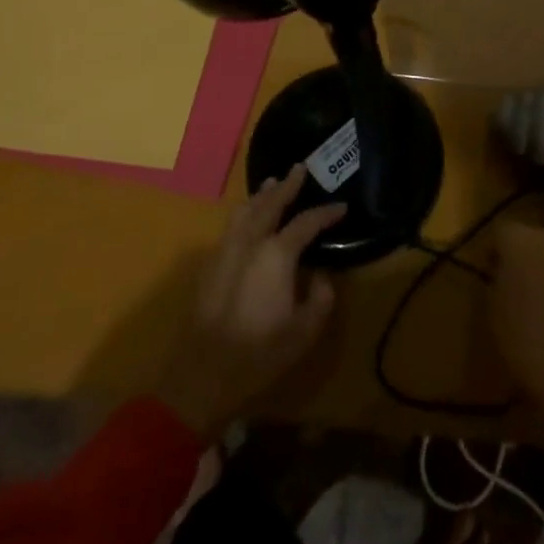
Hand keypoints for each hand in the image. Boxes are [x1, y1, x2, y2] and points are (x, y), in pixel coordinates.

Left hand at [156, 165, 345, 440]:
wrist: (201, 375)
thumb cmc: (259, 354)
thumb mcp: (303, 332)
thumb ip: (320, 299)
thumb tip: (321, 277)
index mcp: (277, 254)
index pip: (306, 223)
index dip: (326, 213)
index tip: (341, 206)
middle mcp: (251, 242)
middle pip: (271, 204)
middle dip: (288, 185)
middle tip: (300, 168)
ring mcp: (226, 251)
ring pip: (245, 211)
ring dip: (261, 196)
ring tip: (272, 184)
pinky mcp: (210, 265)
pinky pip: (231, 226)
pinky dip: (244, 212)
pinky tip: (248, 217)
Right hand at [490, 223, 543, 457]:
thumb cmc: (531, 347)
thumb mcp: (495, 319)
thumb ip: (496, 286)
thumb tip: (502, 277)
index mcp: (521, 241)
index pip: (500, 233)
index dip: (493, 254)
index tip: (488, 276)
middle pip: (531, 240)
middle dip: (522, 260)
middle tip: (513, 290)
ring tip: (537, 308)